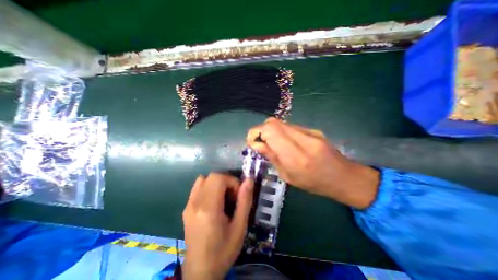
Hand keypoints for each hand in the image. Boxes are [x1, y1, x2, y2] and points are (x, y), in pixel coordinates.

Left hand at [182, 173, 252, 279]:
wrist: (200, 272)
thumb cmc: (223, 251)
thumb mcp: (240, 227)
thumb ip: (245, 201)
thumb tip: (249, 180)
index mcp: (208, 209)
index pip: (218, 178)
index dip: (232, 181)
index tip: (238, 194)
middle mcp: (195, 203)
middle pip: (212, 176)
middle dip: (226, 181)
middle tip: (233, 196)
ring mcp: (188, 205)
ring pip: (204, 179)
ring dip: (217, 183)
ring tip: (224, 197)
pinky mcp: (186, 208)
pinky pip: (198, 187)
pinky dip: (209, 187)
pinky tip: (215, 201)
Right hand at [246, 117, 379, 208]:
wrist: (344, 177)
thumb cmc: (314, 183)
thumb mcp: (288, 176)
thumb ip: (272, 157)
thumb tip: (256, 144)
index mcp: (296, 156)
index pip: (269, 131)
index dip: (255, 133)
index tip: (252, 143)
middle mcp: (303, 139)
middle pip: (273, 122)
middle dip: (261, 131)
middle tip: (260, 143)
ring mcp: (309, 131)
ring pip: (280, 122)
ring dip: (271, 131)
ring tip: (272, 144)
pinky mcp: (313, 129)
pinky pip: (290, 126)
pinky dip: (281, 132)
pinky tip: (285, 143)